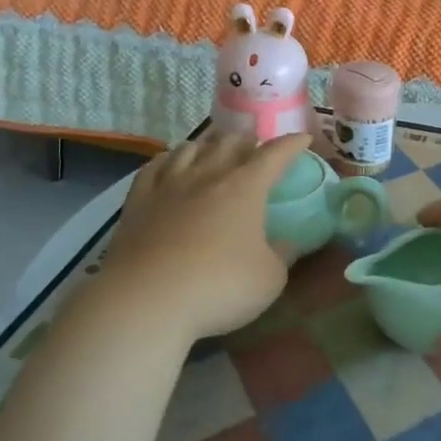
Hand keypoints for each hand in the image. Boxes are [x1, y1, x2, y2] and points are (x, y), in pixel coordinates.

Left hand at [92, 130, 309, 342]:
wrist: (146, 301)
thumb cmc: (219, 287)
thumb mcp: (269, 279)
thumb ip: (281, 255)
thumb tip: (286, 243)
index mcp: (245, 188)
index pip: (274, 155)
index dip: (291, 144)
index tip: (303, 139)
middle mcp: (208, 176)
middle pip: (229, 143)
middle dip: (247, 140)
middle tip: (255, 146)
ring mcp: (169, 186)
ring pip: (190, 149)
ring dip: (208, 145)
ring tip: (213, 150)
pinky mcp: (138, 202)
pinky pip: (154, 168)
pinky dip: (168, 159)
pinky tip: (169, 163)